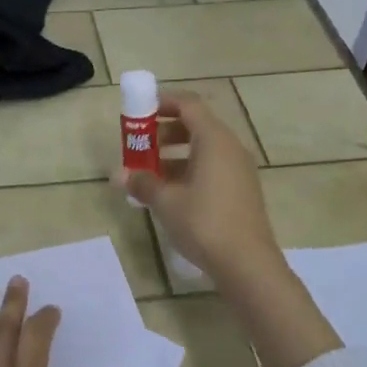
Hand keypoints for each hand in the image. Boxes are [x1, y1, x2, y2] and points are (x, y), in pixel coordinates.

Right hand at [116, 90, 282, 283]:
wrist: (247, 263)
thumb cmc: (204, 223)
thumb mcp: (166, 202)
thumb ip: (142, 182)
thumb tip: (119, 174)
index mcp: (214, 139)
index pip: (188, 105)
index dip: (163, 103)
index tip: (139, 114)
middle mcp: (230, 147)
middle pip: (196, 125)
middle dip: (165, 132)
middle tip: (140, 147)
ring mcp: (239, 169)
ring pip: (204, 149)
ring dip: (175, 154)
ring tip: (150, 174)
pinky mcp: (242, 189)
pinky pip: (212, 167)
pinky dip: (190, 170)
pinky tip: (171, 193)